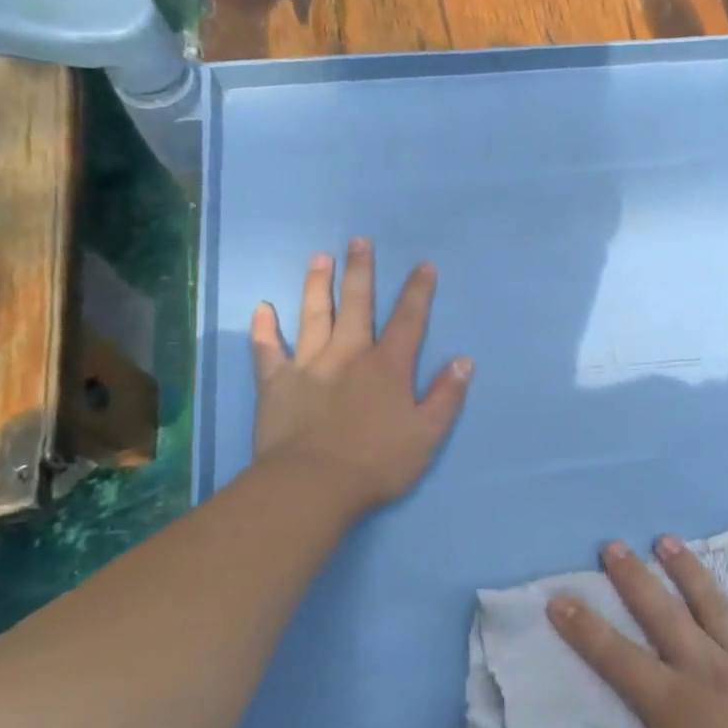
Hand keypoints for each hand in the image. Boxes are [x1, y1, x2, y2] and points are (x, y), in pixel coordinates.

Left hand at [250, 238, 471, 515]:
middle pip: (357, 305)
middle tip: (358, 241)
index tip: (423, 265)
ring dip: (317, 285)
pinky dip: (264, 329)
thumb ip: (446, 396)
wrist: (312, 486)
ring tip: (319, 258)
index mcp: (388, 366)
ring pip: (313, 316)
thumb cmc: (377, 463)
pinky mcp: (276, 384)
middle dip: (360, 271)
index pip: (409, 320)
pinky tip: (262, 308)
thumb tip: (464, 361)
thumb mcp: (427, 435)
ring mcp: (309, 366)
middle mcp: (349, 355)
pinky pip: (267, 350)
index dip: (418, 292)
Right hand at [547, 537, 727, 727]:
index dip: (583, 627)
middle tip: (613, 546)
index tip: (559, 598)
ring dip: (687, 568)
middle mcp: (707, 666)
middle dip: (633, 577)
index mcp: (673, 701)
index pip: (617, 656)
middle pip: (662, 613)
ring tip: (666, 540)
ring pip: (712, 602)